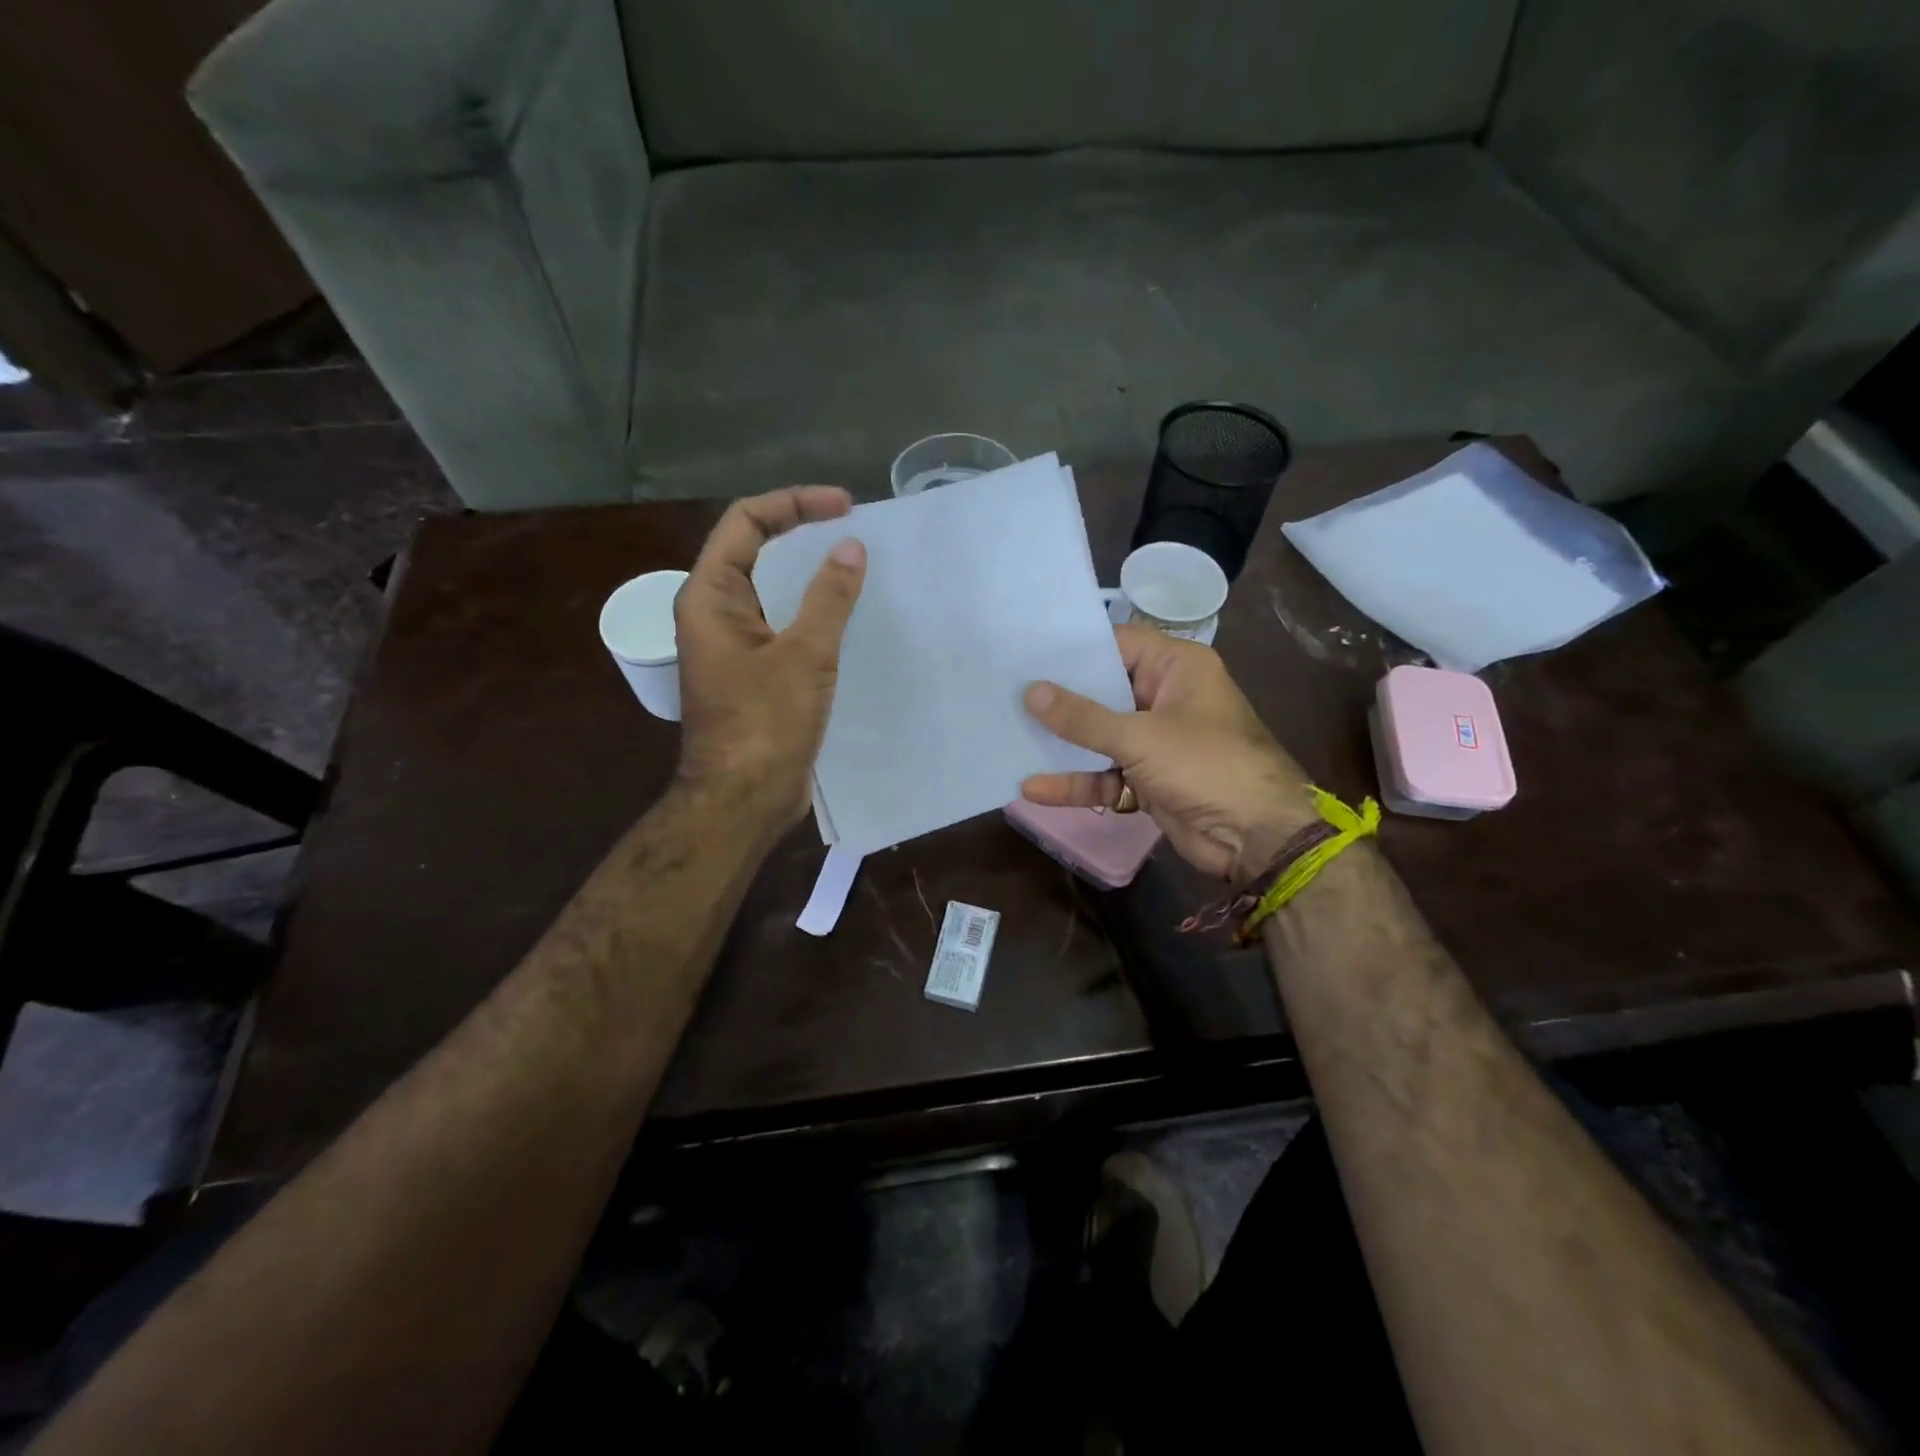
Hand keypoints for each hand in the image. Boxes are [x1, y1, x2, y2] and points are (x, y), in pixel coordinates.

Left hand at [674, 487, 866, 833]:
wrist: (743, 799)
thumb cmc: (765, 724)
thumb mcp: (803, 655)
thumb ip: (827, 598)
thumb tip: (850, 548)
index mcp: (710, 596)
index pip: (746, 522)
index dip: (794, 503)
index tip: (844, 507)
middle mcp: (714, 613)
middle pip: (754, 550)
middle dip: (802, 532)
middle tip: (853, 530)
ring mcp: (732, 644)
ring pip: (770, 591)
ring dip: (808, 574)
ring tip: (855, 565)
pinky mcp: (752, 672)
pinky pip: (781, 625)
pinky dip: (811, 611)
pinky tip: (845, 616)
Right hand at [1022, 625, 1313, 881]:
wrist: (1257, 838)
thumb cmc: (1207, 765)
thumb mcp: (1141, 736)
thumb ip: (1083, 717)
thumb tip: (1031, 692)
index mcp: (1177, 668)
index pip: (1117, 644)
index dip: (1074, 649)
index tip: (1027, 651)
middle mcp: (1165, 697)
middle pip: (1103, 691)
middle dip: (1059, 698)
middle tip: (1005, 691)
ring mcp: (1156, 742)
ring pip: (1100, 736)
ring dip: (1063, 744)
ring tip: (1010, 737)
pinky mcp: (1149, 780)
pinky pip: (1105, 775)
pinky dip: (1077, 782)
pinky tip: (1034, 788)